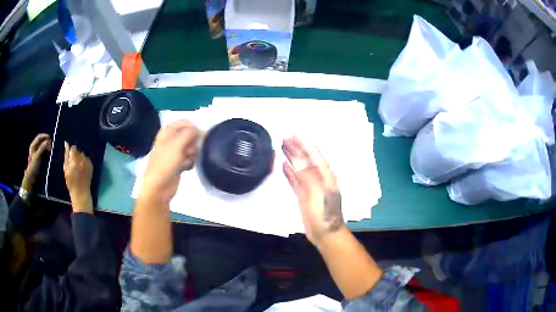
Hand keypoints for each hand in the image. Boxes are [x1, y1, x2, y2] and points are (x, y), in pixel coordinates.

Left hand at [22, 133, 51, 190]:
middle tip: (51, 144)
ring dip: (46, 146)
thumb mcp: (38, 156)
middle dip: (46, 141)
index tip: (50, 138)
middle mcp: (34, 148)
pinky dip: (46, 151)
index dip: (44, 136)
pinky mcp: (38, 159)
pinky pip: (42, 152)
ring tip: (50, 149)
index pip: (39, 137)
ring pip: (42, 147)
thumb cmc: (33, 166)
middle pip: (41, 141)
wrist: (31, 177)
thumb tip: (48, 140)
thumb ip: (42, 147)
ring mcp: (36, 153)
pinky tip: (48, 154)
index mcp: (33, 145)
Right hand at [64, 142, 93, 213]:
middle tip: (73, 162)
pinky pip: (87, 159)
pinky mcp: (91, 165)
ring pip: (83, 154)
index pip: (73, 148)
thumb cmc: (71, 182)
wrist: (81, 192)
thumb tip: (66, 144)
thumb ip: (66, 156)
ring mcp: (87, 163)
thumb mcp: (66, 169)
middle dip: (75, 154)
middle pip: (78, 151)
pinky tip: (82, 168)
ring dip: (80, 157)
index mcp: (74, 161)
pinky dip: (84, 161)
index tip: (70, 155)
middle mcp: (82, 160)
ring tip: (78, 166)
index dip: (71, 151)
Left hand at [140, 119, 198, 202]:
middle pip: (189, 134)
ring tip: (188, 161)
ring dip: (192, 153)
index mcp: (167, 131)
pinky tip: (187, 168)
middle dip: (193, 143)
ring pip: (190, 147)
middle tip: (191, 151)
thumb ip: (189, 133)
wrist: (158, 187)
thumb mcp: (177, 145)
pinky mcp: (177, 163)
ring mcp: (173, 151)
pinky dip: (190, 162)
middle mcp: (170, 139)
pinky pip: (189, 158)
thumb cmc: (165, 164)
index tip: (199, 138)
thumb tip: (198, 129)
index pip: (186, 122)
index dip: (194, 129)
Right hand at [282, 137, 343, 243]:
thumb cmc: (324, 213)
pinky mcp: (303, 195)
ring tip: (281, 147)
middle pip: (306, 159)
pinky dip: (289, 172)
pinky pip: (295, 180)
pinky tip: (283, 165)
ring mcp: (310, 186)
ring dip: (291, 157)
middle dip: (296, 148)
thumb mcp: (318, 193)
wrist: (325, 233)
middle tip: (284, 137)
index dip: (304, 144)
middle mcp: (318, 177)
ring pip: (299, 168)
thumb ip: (308, 175)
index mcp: (325, 175)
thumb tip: (297, 160)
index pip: (314, 154)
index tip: (294, 134)